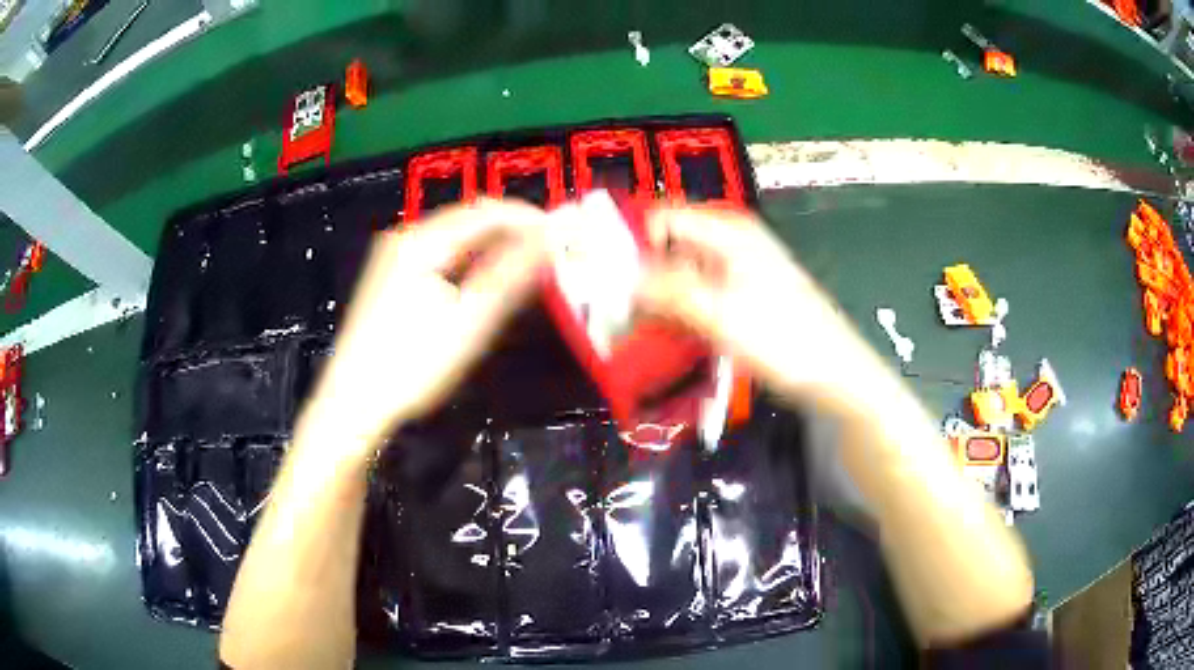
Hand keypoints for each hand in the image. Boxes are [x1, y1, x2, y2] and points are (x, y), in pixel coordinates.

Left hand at [300, 199, 548, 456]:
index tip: (564, 235)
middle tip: (551, 256)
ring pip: (457, 239)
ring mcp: (396, 257)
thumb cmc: (410, 365)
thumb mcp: (469, 322)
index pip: (488, 211)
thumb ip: (511, 275)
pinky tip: (486, 283)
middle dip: (513, 233)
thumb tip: (549, 239)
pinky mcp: (393, 278)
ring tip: (528, 270)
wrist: (353, 403)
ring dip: (494, 249)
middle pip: (471, 220)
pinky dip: (471, 263)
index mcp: (422, 240)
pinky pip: (442, 257)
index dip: (530, 219)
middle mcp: (406, 237)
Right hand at [636, 206, 874, 405]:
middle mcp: (730, 242)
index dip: (631, 241)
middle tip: (613, 310)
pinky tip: (667, 335)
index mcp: (728, 232)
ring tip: (635, 329)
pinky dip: (679, 311)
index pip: (663, 218)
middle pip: (670, 246)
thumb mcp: (722, 315)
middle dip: (640, 275)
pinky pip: (697, 294)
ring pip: (681, 273)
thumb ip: (668, 291)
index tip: (605, 277)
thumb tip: (619, 276)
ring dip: (658, 299)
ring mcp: (737, 270)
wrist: (834, 372)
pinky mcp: (741, 296)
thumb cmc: (784, 339)